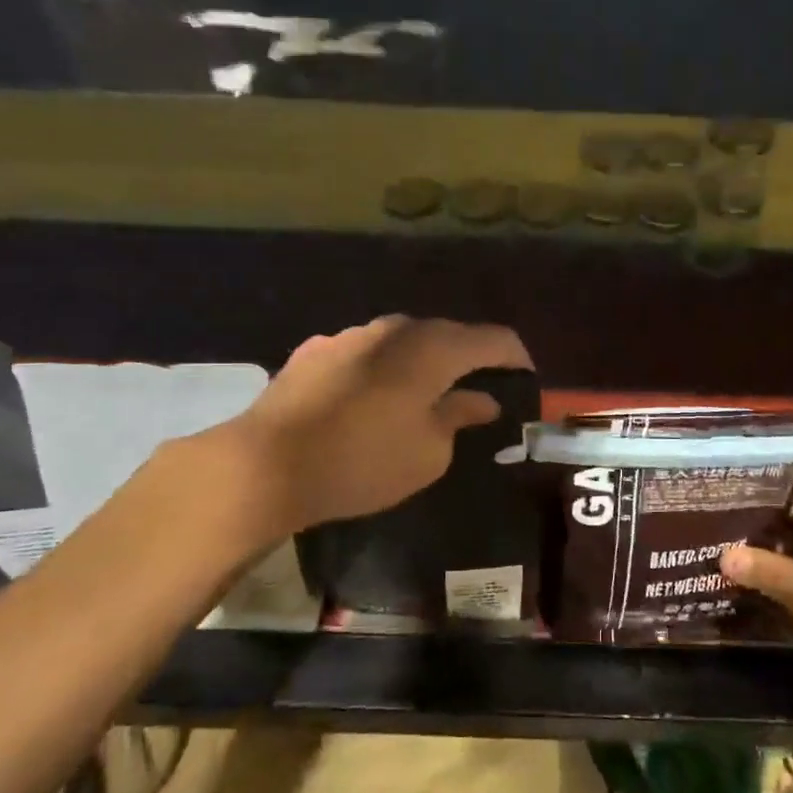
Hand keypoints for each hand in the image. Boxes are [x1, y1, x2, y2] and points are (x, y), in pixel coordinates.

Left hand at [230, 316, 532, 530]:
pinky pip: (365, 354)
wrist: (267, 463)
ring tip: (423, 396)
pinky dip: (382, 371)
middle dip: (468, 360)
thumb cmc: (364, 461)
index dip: (515, 357)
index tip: (525, 379)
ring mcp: (350, 335)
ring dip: (421, 364)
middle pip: (446, 335)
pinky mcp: (315, 351)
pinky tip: (371, 400)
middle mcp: (394, 329)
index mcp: (432, 348)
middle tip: (478, 392)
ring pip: (402, 342)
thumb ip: (460, 417)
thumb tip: (481, 400)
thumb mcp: (429, 452)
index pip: (492, 339)